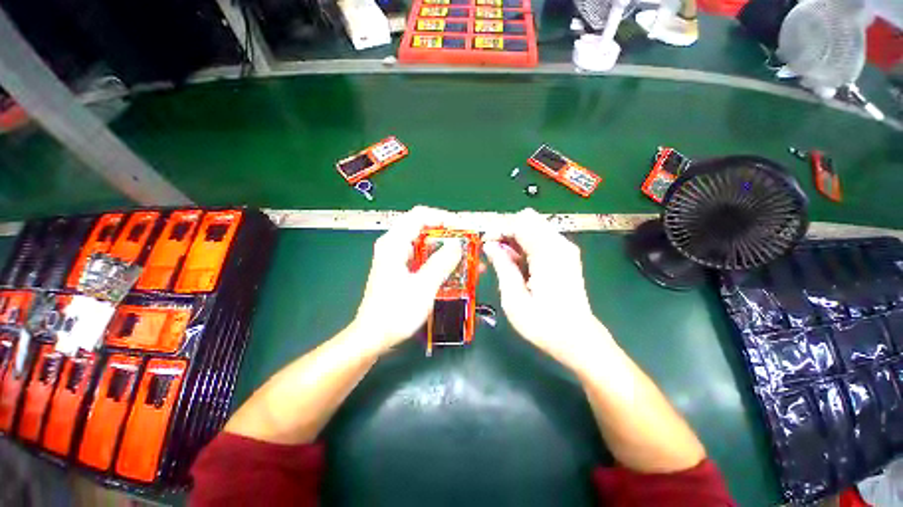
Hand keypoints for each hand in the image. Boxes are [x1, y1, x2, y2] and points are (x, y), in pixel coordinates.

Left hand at [353, 206, 463, 354]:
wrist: (373, 337)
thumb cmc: (395, 313)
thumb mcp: (423, 287)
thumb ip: (442, 263)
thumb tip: (458, 244)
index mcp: (394, 243)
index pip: (421, 215)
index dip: (445, 218)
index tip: (464, 229)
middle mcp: (395, 245)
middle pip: (425, 228)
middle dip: (450, 234)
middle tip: (470, 243)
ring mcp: (398, 257)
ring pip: (427, 243)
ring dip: (448, 248)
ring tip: (469, 257)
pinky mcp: (403, 269)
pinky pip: (425, 257)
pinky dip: (441, 260)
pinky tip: (456, 269)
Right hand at [484, 209, 611, 368]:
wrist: (577, 340)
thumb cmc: (543, 324)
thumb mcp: (514, 298)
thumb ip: (502, 266)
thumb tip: (489, 246)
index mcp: (548, 253)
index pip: (519, 222)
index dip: (499, 230)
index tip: (485, 245)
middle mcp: (559, 244)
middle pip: (527, 219)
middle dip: (506, 231)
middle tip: (494, 253)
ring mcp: (565, 249)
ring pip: (533, 227)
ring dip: (514, 238)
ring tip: (503, 261)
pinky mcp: (565, 256)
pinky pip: (540, 238)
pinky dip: (524, 245)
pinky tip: (517, 264)